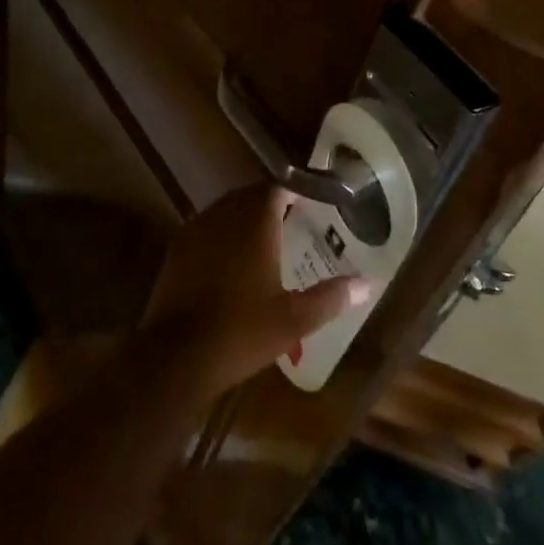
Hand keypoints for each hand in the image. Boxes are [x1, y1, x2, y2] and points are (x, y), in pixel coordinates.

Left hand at [143, 186, 371, 400]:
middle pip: (248, 195)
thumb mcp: (294, 320)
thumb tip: (368, 283)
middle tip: (290, 219)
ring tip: (263, 239)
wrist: (175, 356)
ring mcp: (195, 231)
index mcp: (255, 223)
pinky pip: (205, 229)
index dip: (293, 191)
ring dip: (243, 217)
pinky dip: (221, 234)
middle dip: (269, 202)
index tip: (309, 202)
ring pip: (224, 210)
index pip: (275, 188)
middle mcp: (223, 217)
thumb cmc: (242, 332)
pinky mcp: (176, 250)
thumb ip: (331, 297)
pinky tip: (230, 261)